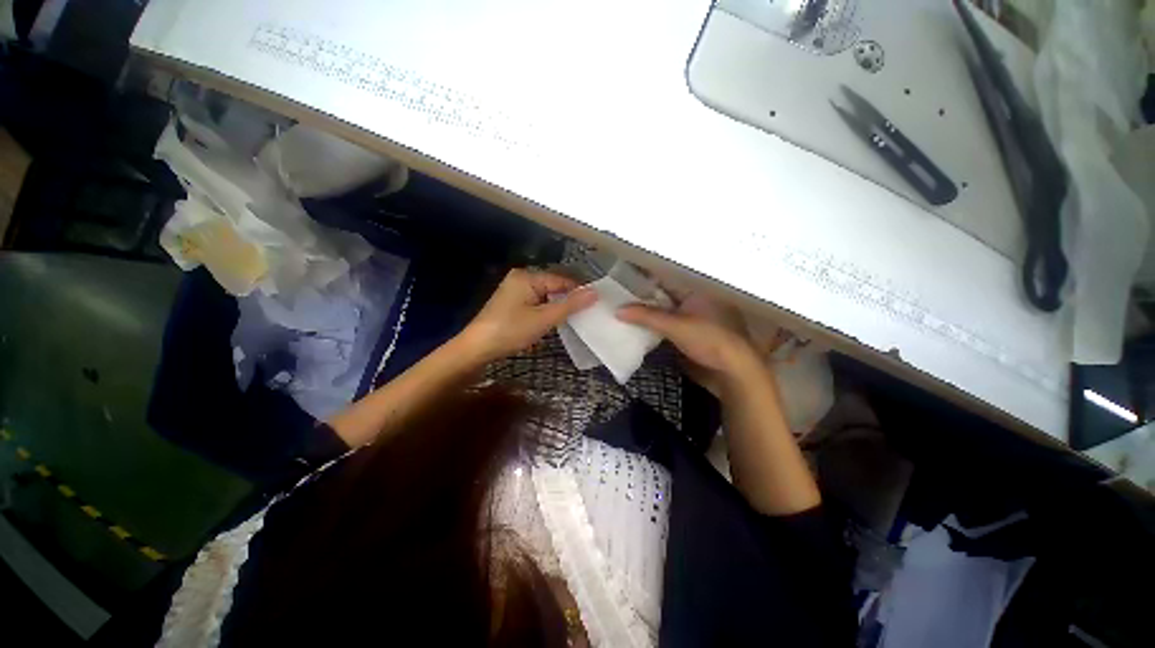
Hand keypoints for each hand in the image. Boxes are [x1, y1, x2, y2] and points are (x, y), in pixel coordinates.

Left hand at [460, 269, 596, 362]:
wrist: (477, 348)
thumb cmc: (511, 330)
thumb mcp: (544, 318)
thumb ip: (570, 305)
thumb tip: (595, 292)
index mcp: (527, 276)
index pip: (561, 279)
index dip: (579, 290)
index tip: (596, 303)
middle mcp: (521, 278)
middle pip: (553, 286)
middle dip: (569, 299)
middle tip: (588, 312)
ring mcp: (515, 290)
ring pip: (545, 295)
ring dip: (558, 306)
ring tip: (576, 318)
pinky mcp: (512, 303)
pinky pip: (537, 302)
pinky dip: (547, 310)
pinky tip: (555, 320)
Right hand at [616, 290, 760, 394]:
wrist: (733, 370)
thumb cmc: (708, 339)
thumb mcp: (675, 325)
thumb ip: (646, 316)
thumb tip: (618, 310)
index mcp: (697, 289)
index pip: (666, 278)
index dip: (646, 279)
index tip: (624, 279)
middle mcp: (698, 299)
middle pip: (665, 295)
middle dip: (645, 297)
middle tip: (620, 297)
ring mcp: (697, 317)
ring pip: (667, 310)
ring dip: (650, 312)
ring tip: (626, 310)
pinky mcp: (695, 333)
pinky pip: (671, 324)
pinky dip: (658, 325)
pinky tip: (642, 327)